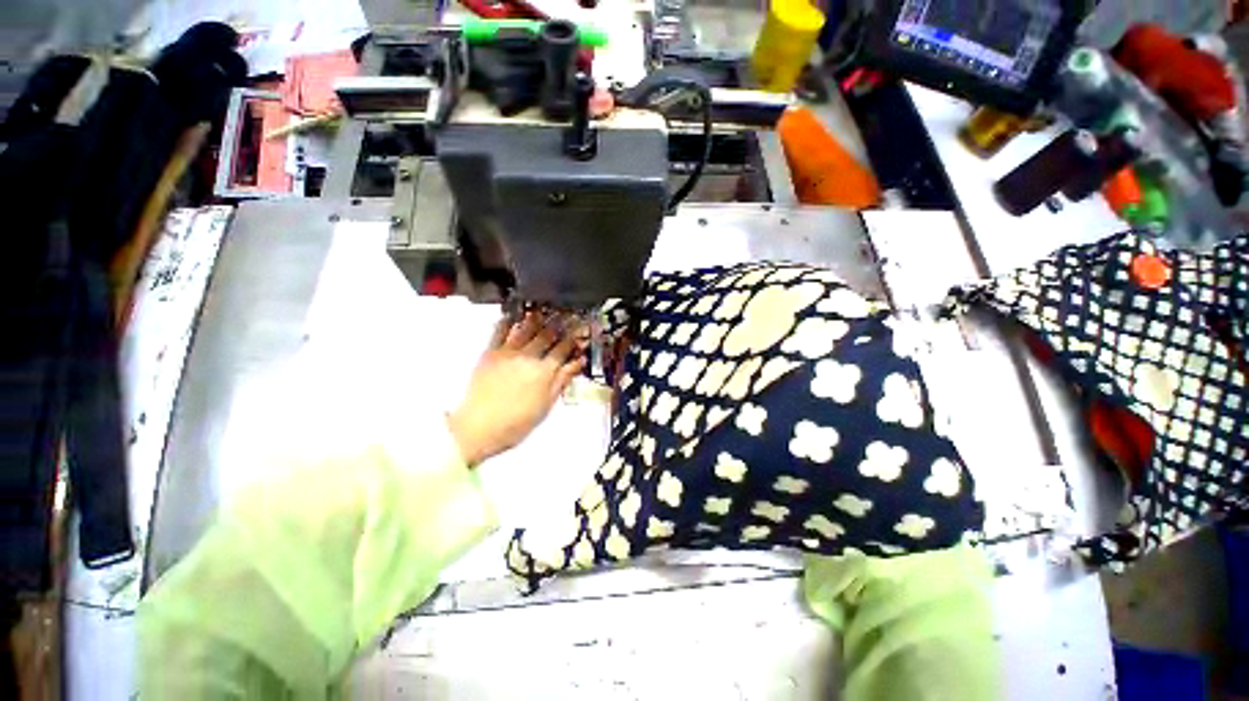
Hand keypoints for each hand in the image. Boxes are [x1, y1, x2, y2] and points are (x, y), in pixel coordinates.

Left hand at [447, 313, 586, 465]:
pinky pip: (500, 331)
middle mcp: (529, 357)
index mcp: (544, 371)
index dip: (573, 338)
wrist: (478, 428)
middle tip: (566, 315)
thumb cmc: (517, 422)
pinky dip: (508, 321)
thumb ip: (562, 380)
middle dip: (559, 324)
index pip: (563, 349)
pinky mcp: (490, 352)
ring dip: (537, 318)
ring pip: (526, 328)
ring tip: (544, 311)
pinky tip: (514, 315)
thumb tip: (578, 362)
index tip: (580, 330)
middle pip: (547, 335)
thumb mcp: (546, 405)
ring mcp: (508, 352)